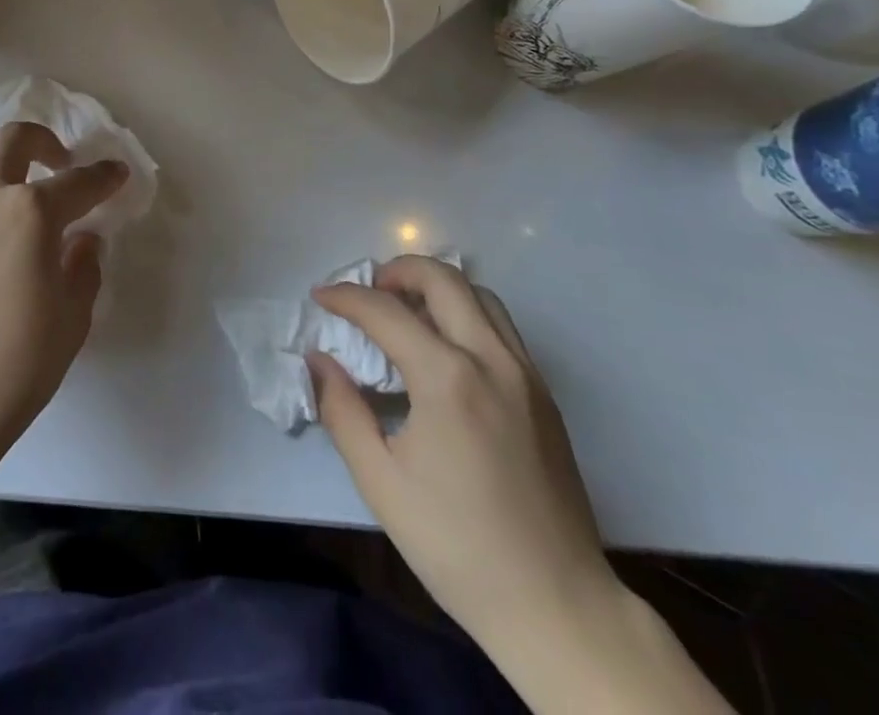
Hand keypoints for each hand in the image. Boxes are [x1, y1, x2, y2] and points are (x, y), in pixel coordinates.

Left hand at [0, 122, 127, 473]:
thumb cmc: (16, 365)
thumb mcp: (72, 318)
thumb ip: (84, 268)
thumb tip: (82, 240)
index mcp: (31, 212)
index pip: (78, 182)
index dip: (104, 176)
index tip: (116, 173)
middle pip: (14, 140)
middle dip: (44, 141)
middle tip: (60, 164)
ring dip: (7, 171)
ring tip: (21, 207)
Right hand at [309, 256, 616, 649]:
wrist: (558, 607)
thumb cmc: (458, 545)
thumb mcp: (381, 482)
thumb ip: (342, 410)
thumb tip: (320, 360)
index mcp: (447, 378)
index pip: (385, 311)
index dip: (346, 297)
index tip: (320, 297)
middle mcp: (491, 360)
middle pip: (442, 279)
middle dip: (397, 271)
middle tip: (367, 292)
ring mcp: (526, 375)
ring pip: (479, 295)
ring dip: (436, 287)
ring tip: (405, 310)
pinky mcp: (545, 395)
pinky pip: (501, 327)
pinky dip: (465, 313)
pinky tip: (444, 348)